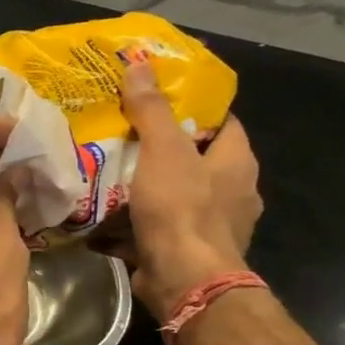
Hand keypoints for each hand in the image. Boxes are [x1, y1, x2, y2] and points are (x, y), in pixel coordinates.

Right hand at [120, 58, 263, 320]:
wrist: (184, 280)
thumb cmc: (181, 209)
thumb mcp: (163, 151)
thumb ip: (151, 110)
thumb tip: (140, 65)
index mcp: (237, 162)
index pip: (223, 123)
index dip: (193, 109)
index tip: (155, 100)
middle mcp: (233, 192)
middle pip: (196, 159)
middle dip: (161, 148)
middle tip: (121, 134)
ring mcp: (212, 225)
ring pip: (176, 193)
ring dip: (146, 185)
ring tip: (107, 172)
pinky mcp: (187, 250)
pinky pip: (159, 225)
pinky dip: (137, 219)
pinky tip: (107, 213)